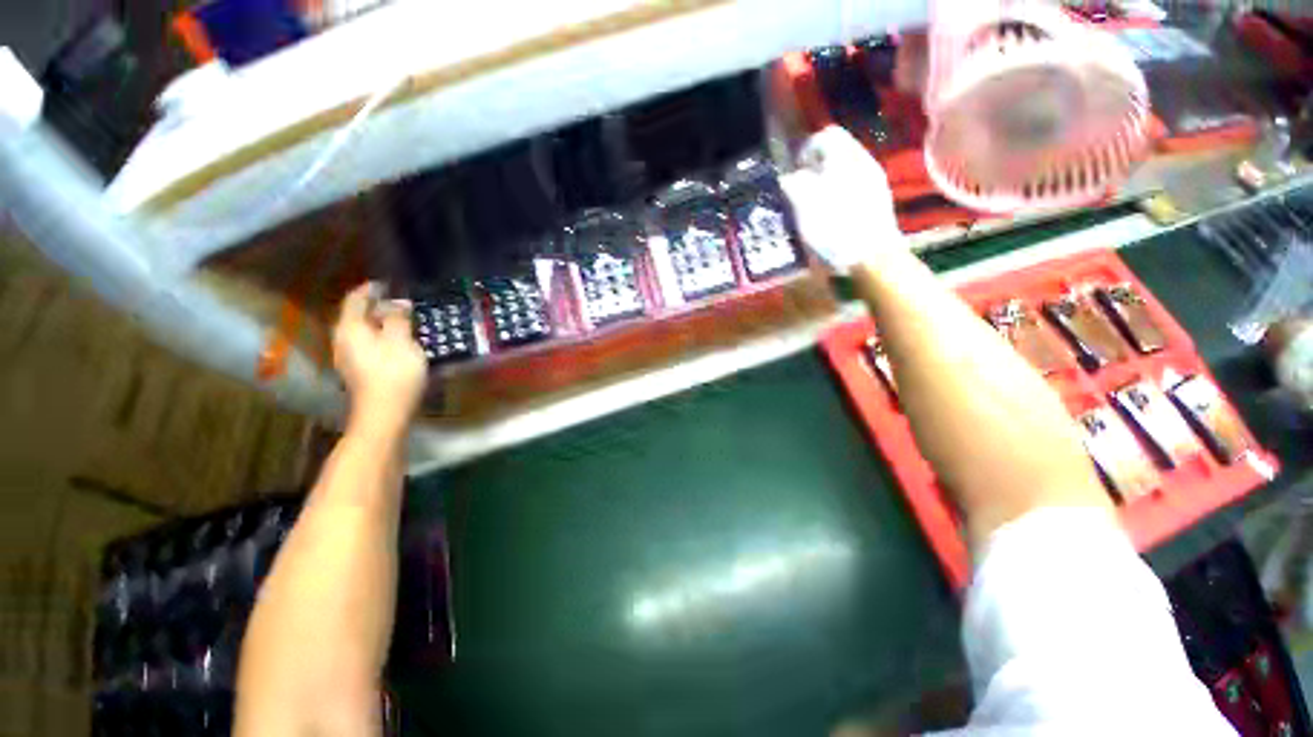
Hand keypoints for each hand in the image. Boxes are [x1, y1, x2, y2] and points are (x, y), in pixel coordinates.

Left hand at [333, 283, 426, 431]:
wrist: (384, 412)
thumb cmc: (394, 373)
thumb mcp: (402, 341)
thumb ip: (399, 319)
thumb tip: (398, 303)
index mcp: (351, 328)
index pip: (356, 299)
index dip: (371, 289)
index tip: (389, 284)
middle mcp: (343, 339)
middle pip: (358, 315)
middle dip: (378, 307)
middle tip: (403, 304)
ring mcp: (348, 356)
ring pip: (363, 331)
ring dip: (381, 323)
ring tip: (404, 321)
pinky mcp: (358, 370)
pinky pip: (368, 344)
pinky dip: (382, 337)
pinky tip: (398, 342)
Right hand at [779, 126, 904, 273]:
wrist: (871, 258)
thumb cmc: (834, 228)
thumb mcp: (805, 205)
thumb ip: (794, 185)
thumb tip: (788, 178)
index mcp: (846, 158)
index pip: (826, 135)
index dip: (806, 150)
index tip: (794, 172)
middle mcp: (864, 163)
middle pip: (837, 154)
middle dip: (816, 169)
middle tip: (800, 190)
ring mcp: (874, 183)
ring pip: (846, 172)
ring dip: (826, 184)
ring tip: (813, 207)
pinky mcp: (878, 203)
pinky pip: (854, 189)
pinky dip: (839, 197)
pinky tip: (831, 218)